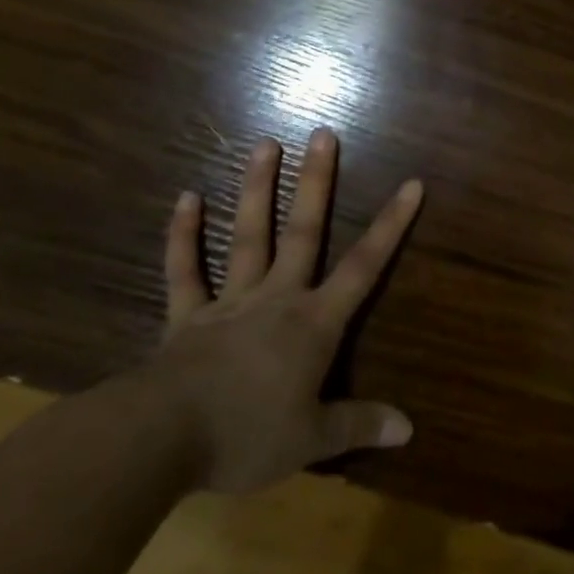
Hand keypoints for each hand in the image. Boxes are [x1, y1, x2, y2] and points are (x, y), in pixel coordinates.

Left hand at [144, 128, 422, 494]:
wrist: (163, 439)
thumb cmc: (247, 435)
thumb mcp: (313, 439)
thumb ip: (360, 425)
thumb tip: (409, 428)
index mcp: (313, 323)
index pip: (364, 266)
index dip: (391, 225)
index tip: (411, 184)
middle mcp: (276, 298)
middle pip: (303, 232)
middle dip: (316, 183)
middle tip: (322, 133)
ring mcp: (229, 301)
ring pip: (248, 236)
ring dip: (256, 190)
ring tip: (265, 143)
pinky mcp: (186, 316)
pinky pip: (184, 270)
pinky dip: (184, 235)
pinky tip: (187, 198)